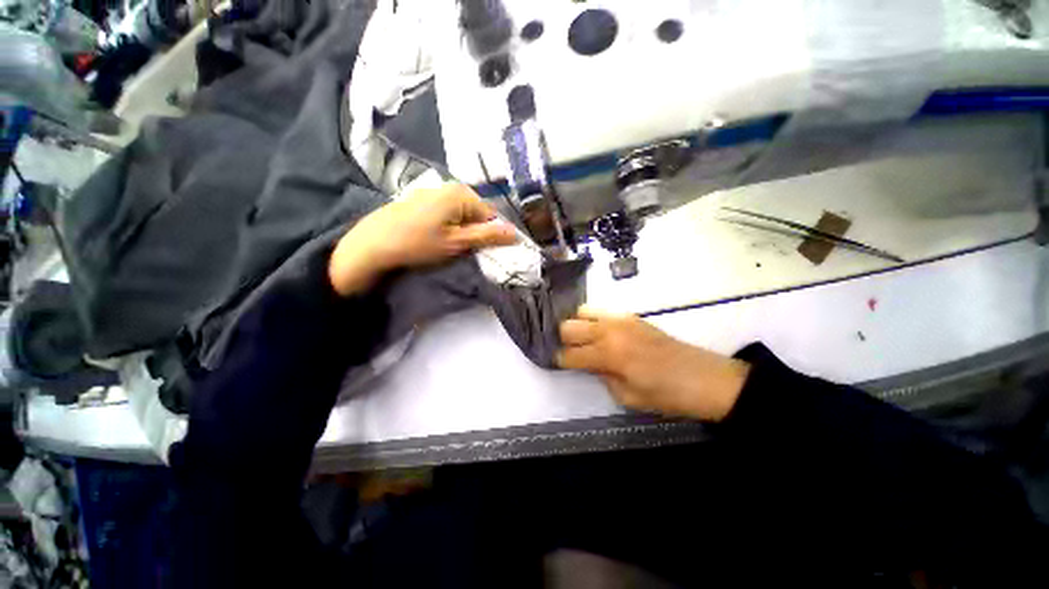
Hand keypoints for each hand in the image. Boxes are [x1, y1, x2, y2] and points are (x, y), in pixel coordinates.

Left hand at [329, 183, 518, 295]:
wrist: (373, 243)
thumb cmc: (419, 243)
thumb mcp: (458, 242)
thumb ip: (488, 236)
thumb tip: (516, 233)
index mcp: (462, 194)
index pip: (492, 215)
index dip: (490, 234)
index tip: (481, 251)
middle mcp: (450, 186)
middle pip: (476, 212)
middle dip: (474, 232)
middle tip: (463, 249)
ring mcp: (434, 191)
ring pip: (461, 214)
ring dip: (461, 230)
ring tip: (447, 245)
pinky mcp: (422, 199)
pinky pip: (446, 212)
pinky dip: (447, 225)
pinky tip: (434, 237)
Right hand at [557, 307, 750, 421]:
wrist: (704, 377)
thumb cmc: (666, 395)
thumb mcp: (628, 397)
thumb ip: (601, 376)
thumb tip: (589, 364)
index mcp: (608, 354)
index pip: (569, 354)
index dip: (560, 361)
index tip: (558, 364)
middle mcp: (609, 330)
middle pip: (568, 326)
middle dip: (564, 340)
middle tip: (570, 352)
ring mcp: (620, 319)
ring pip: (581, 311)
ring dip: (577, 326)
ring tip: (583, 339)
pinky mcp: (630, 315)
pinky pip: (601, 311)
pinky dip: (593, 320)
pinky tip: (600, 334)